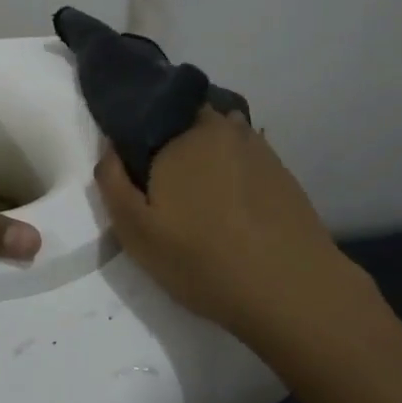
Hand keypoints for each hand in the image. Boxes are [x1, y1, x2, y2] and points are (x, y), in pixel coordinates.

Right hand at [95, 107, 346, 338]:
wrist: (292, 290)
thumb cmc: (203, 259)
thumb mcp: (137, 231)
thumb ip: (113, 182)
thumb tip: (109, 146)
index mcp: (183, 133)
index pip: (149, 112)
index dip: (135, 136)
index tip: (131, 166)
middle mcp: (222, 127)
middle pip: (187, 121)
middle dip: (171, 141)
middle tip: (163, 186)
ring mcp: (258, 147)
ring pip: (219, 138)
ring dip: (206, 154)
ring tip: (198, 196)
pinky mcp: (282, 172)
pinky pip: (244, 158)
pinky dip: (233, 172)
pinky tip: (232, 207)